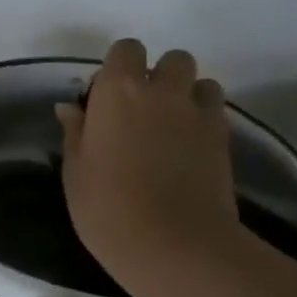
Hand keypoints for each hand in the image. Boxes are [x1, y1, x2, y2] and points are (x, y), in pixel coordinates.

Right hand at [55, 40, 241, 285]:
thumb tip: (71, 108)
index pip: (126, 50)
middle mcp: (162, 91)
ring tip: (172, 127)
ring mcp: (199, 114)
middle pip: (173, 59)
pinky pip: (216, 112)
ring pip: (202, 82)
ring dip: (187, 95)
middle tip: (142, 110)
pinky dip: (204, 119)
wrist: (174, 246)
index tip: (106, 97)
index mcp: (118, 91)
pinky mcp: (224, 140)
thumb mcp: (75, 172)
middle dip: (160, 75)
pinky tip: (189, 149)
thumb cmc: (108, 208)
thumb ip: (76, 133)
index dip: (119, 67)